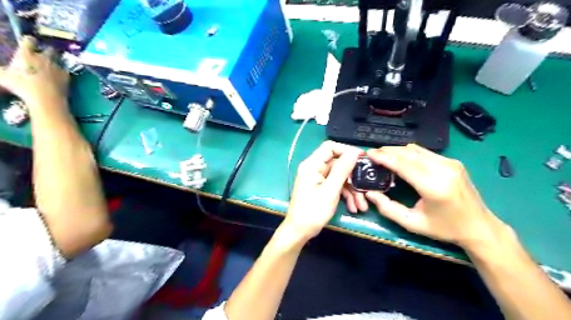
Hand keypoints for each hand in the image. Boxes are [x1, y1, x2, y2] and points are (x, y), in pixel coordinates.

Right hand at [0, 36, 68, 105]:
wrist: (46, 98)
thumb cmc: (22, 86)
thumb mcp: (4, 77)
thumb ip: (1, 71)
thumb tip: (0, 70)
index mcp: (26, 55)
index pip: (28, 40)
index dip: (29, 40)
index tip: (28, 42)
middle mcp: (43, 58)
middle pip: (49, 49)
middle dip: (47, 51)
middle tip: (43, 55)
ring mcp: (57, 67)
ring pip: (59, 59)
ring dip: (56, 61)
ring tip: (51, 66)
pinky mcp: (67, 76)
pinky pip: (65, 70)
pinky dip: (63, 72)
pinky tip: (60, 76)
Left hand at [283, 142, 362, 240]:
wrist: (300, 231)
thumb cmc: (313, 211)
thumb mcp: (330, 190)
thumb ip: (342, 170)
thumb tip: (354, 152)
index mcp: (312, 165)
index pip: (330, 147)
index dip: (347, 150)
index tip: (363, 158)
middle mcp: (314, 168)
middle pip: (338, 164)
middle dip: (353, 177)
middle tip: (366, 187)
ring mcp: (318, 179)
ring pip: (339, 177)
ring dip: (352, 190)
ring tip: (361, 205)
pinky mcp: (321, 188)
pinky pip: (336, 185)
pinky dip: (345, 194)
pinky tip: (354, 207)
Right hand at [365, 143, 507, 250]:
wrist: (480, 227)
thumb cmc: (444, 228)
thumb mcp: (412, 223)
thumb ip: (388, 209)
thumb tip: (370, 193)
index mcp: (434, 187)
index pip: (403, 165)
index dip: (384, 157)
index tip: (369, 153)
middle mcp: (444, 170)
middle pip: (409, 153)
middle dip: (388, 151)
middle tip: (373, 154)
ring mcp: (451, 164)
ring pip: (416, 149)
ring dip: (397, 151)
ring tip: (383, 156)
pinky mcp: (453, 162)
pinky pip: (425, 152)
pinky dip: (409, 153)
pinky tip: (401, 159)